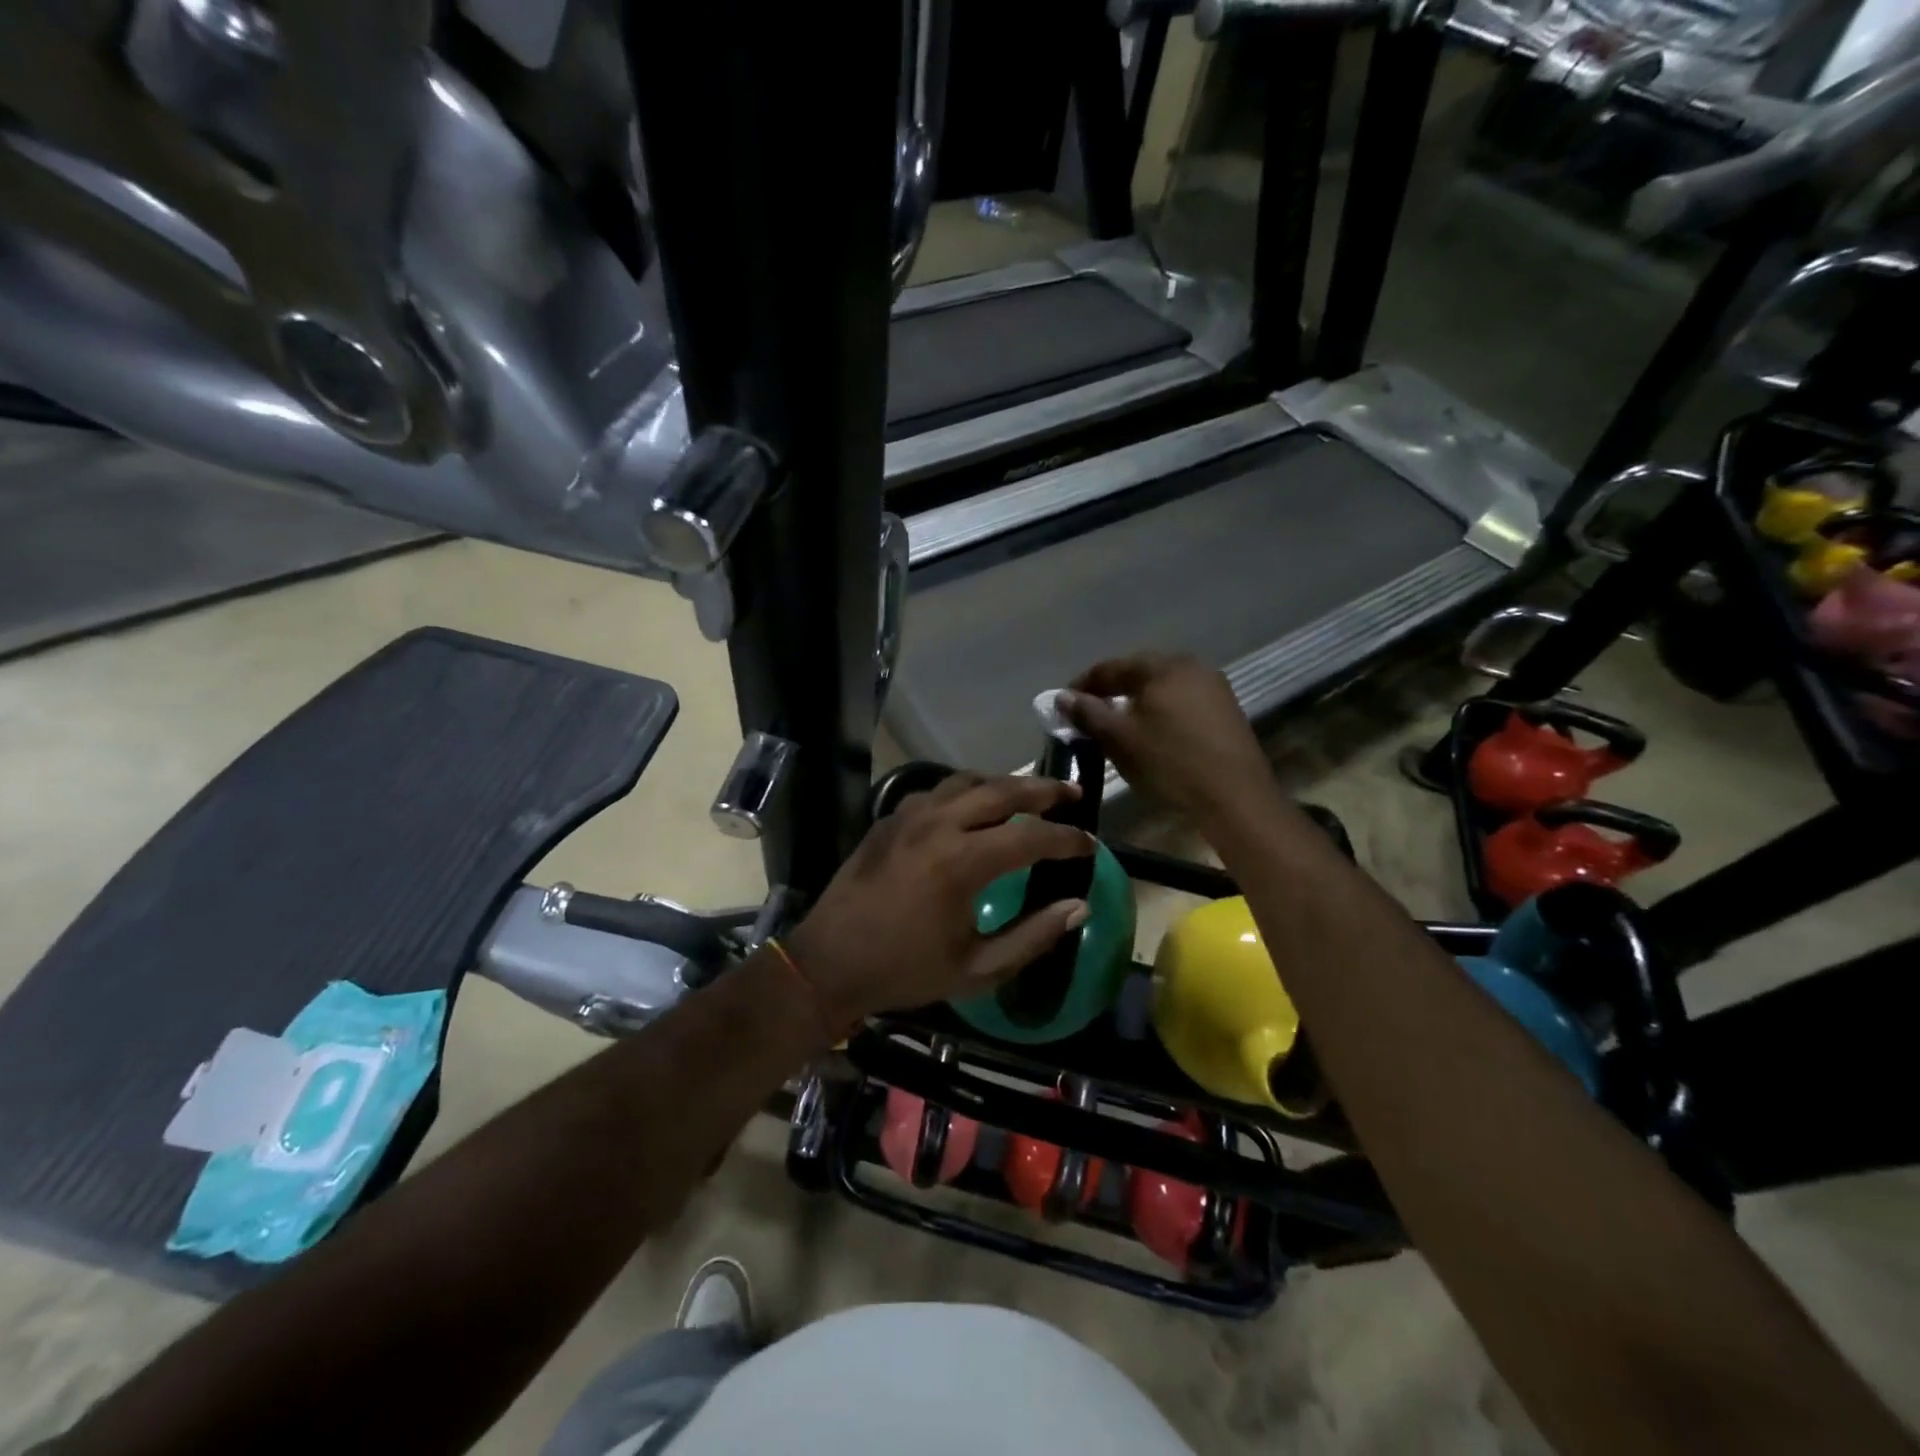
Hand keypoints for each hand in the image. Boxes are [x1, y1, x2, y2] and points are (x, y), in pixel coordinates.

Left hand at [784, 773, 1094, 1026]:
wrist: (828, 962)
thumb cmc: (905, 970)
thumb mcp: (977, 969)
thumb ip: (1032, 936)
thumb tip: (1078, 906)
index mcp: (962, 863)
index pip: (1031, 836)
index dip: (1067, 839)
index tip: (1090, 844)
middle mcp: (938, 825)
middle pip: (1002, 791)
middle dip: (1043, 790)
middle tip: (1072, 792)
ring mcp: (909, 816)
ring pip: (967, 781)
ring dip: (1003, 784)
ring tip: (1029, 794)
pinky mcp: (889, 818)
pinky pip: (937, 791)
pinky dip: (966, 792)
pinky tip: (974, 807)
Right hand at [1061, 653, 1275, 824]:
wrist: (1234, 797)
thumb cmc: (1169, 762)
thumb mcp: (1119, 739)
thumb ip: (1087, 713)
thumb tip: (1063, 697)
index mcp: (1162, 666)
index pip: (1111, 667)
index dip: (1083, 685)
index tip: (1064, 705)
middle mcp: (1191, 666)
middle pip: (1139, 672)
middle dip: (1111, 691)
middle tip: (1088, 713)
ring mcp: (1213, 687)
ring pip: (1162, 688)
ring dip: (1136, 701)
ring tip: (1117, 725)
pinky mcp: (1226, 710)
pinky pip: (1181, 701)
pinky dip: (1160, 712)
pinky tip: (1152, 733)